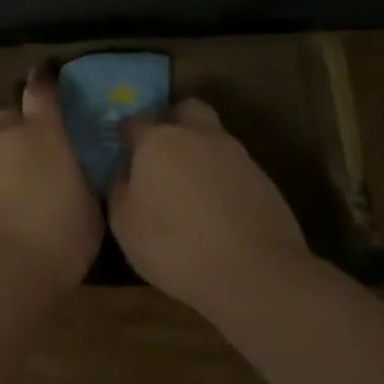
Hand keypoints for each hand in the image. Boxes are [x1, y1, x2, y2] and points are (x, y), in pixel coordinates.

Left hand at [0, 66, 103, 292]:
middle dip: (14, 127)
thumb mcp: (89, 214)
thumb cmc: (55, 244)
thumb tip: (76, 174)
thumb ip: (80, 183)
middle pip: (6, 115)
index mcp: (43, 136)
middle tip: (22, 152)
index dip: (42, 79)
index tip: (42, 72)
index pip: (41, 92)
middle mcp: (2, 135)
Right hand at [109, 98, 308, 318]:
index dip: (126, 135)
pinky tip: (218, 209)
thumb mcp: (125, 226)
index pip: (135, 122)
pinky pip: (234, 168)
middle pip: (186, 110)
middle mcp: (197, 135)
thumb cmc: (177, 247)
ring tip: (191, 189)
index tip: (123, 150)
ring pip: (213, 138)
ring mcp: (235, 155)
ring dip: (200, 152)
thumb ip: (120, 189)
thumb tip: (125, 173)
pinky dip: (223, 179)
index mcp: (159, 140)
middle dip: (173, 121)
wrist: (257, 274)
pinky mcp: (264, 179)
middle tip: (163, 151)